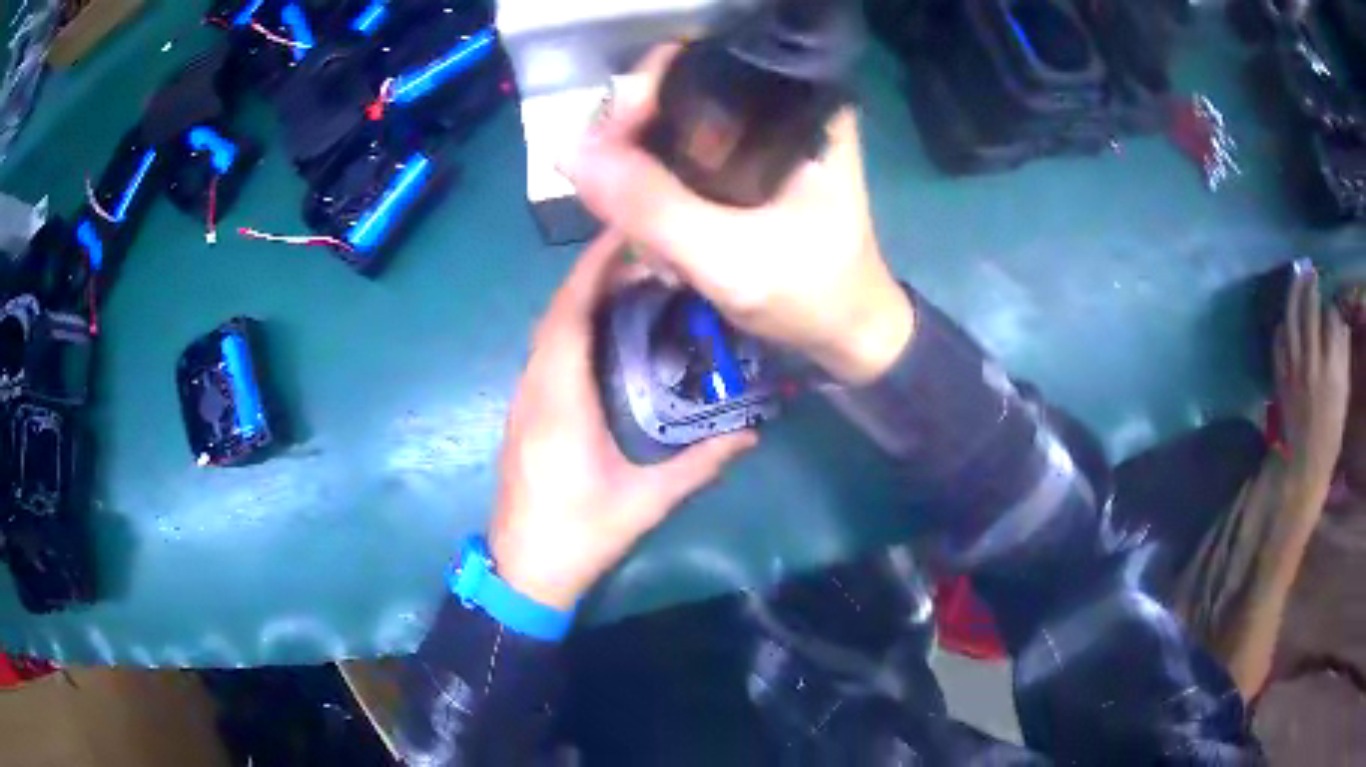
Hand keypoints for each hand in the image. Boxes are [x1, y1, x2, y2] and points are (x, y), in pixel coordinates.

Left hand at [490, 232, 756, 609]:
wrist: (523, 570)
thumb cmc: (580, 534)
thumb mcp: (647, 501)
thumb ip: (701, 463)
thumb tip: (752, 430)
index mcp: (558, 400)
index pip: (569, 315)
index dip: (592, 268)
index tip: (625, 232)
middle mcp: (534, 388)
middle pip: (557, 313)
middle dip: (593, 275)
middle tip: (644, 255)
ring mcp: (523, 399)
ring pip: (548, 331)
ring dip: (582, 299)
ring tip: (631, 283)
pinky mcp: (524, 412)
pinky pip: (546, 352)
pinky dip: (573, 327)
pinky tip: (607, 333)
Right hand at [562, 46, 913, 384]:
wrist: (848, 335)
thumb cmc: (812, 295)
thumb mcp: (731, 259)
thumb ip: (653, 208)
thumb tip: (571, 153)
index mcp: (802, 106)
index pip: (702, 64)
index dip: (644, 93)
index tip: (607, 143)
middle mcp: (784, 106)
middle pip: (683, 90)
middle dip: (636, 138)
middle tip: (609, 190)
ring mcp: (766, 135)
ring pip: (679, 124)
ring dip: (643, 167)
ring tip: (631, 216)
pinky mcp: (752, 164)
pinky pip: (687, 154)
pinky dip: (660, 184)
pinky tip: (653, 225)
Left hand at [1275, 262, 1351, 519]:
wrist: (1302, 467)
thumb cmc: (1330, 435)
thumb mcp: (1343, 395)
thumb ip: (1342, 356)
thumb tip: (1340, 321)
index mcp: (1333, 370)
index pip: (1332, 318)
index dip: (1332, 301)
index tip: (1332, 292)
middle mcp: (1313, 363)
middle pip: (1310, 310)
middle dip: (1311, 284)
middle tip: (1312, 269)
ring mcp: (1294, 368)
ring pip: (1292, 317)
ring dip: (1294, 292)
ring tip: (1298, 274)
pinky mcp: (1279, 376)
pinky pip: (1279, 340)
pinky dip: (1283, 323)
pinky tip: (1287, 316)